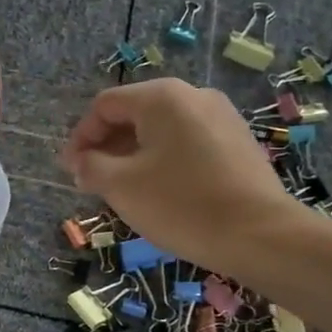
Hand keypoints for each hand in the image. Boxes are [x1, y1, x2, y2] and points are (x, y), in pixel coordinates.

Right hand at [58, 78, 307, 271]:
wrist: (261, 235)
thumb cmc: (181, 204)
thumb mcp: (121, 186)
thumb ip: (91, 166)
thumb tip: (81, 161)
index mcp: (162, 97)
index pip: (105, 106)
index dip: (81, 137)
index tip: (71, 170)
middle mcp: (193, 95)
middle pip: (134, 113)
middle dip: (107, 146)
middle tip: (92, 181)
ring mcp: (221, 117)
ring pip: (162, 130)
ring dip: (133, 155)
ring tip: (123, 189)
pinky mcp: (238, 142)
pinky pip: (187, 143)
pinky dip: (163, 160)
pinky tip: (160, 191)